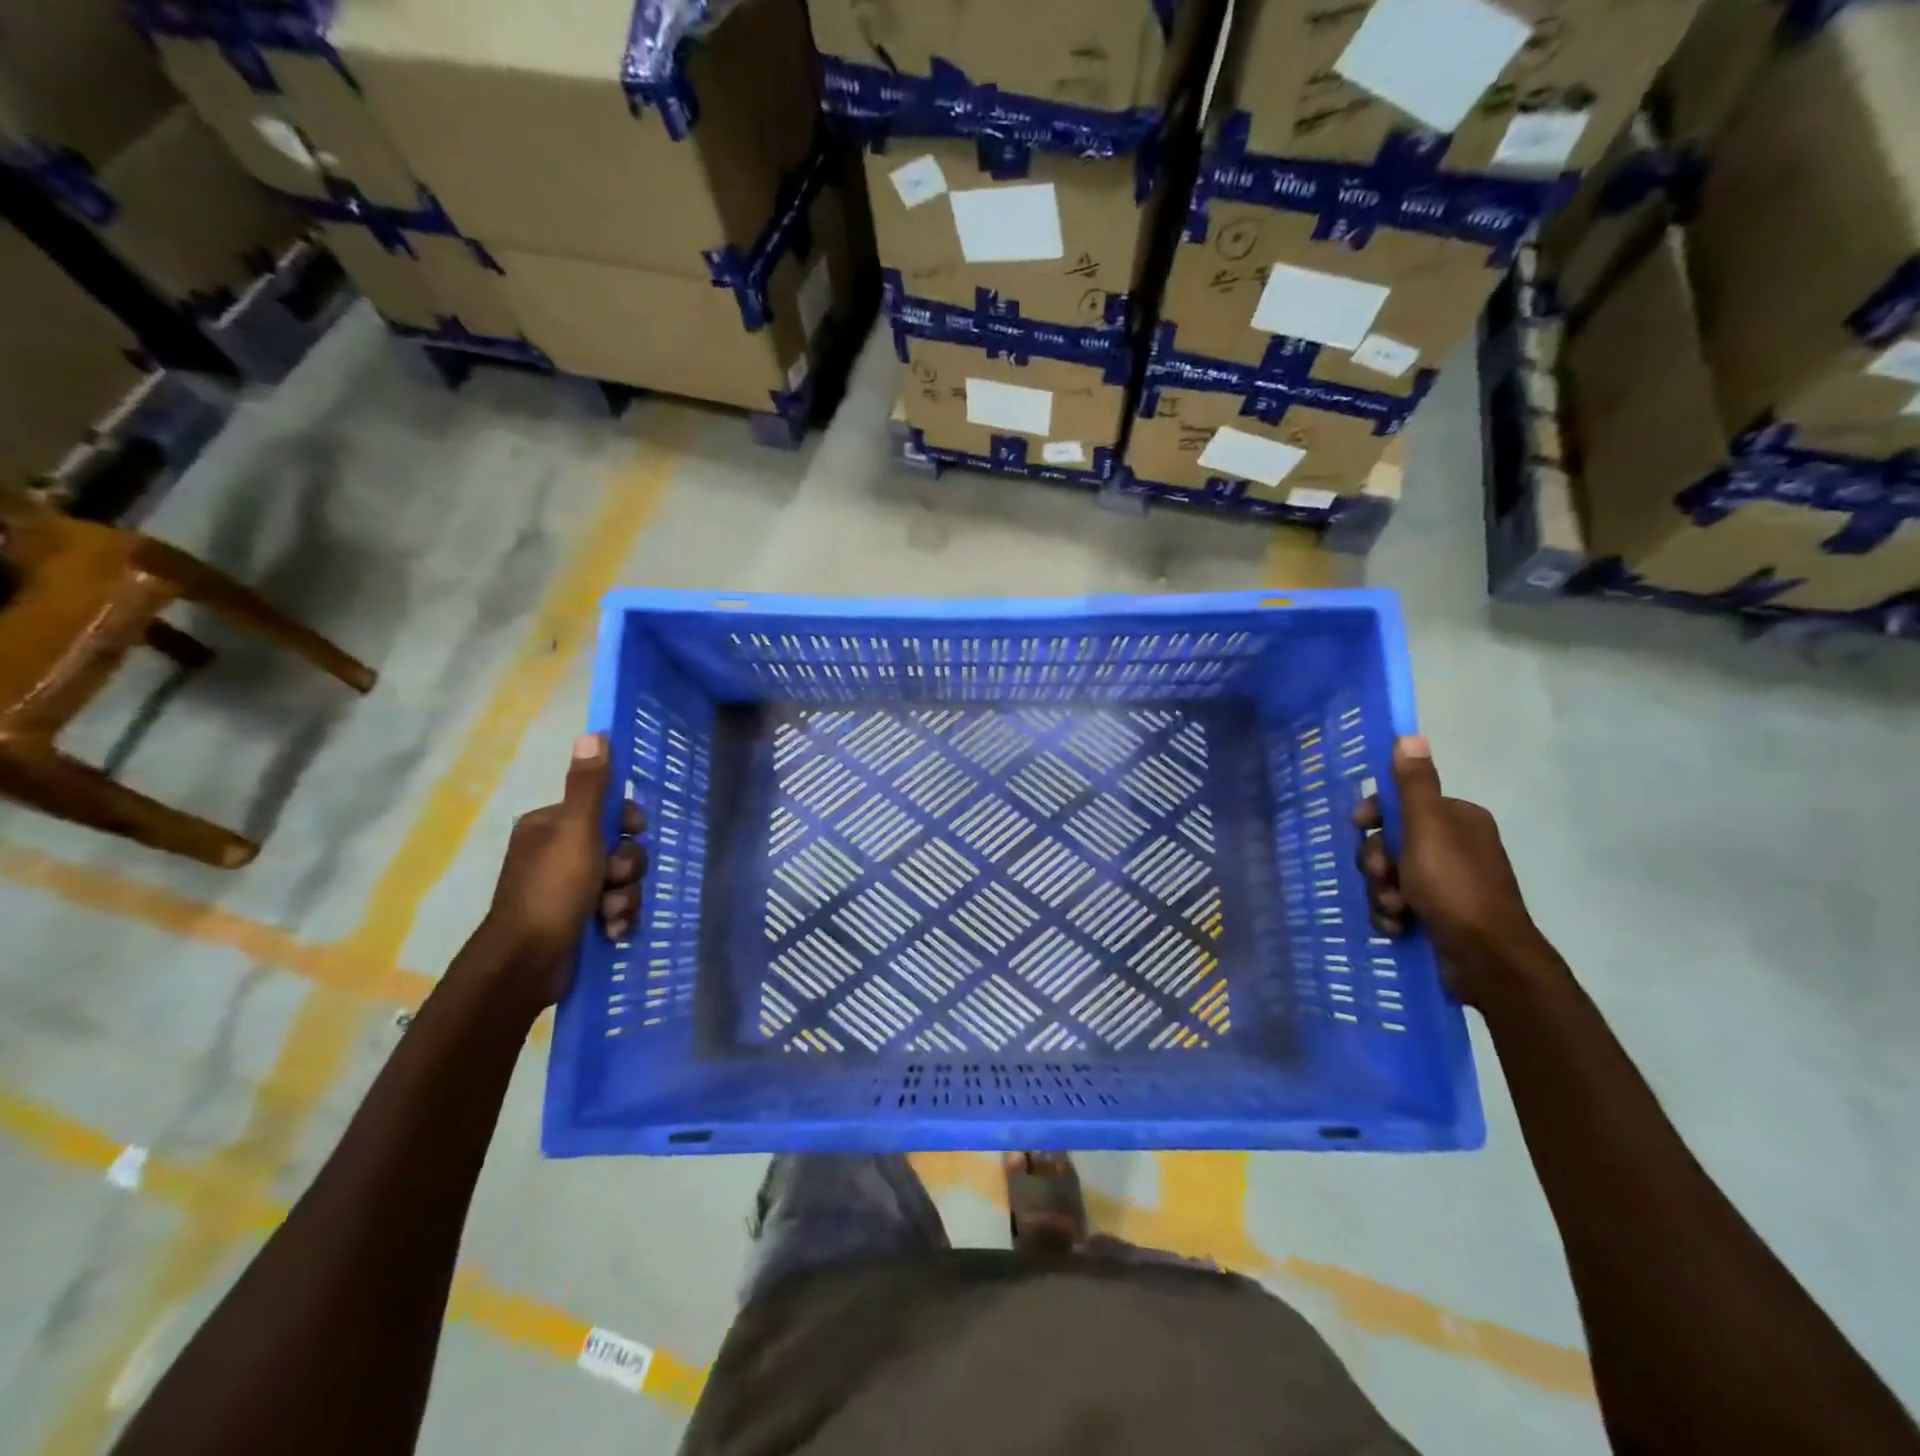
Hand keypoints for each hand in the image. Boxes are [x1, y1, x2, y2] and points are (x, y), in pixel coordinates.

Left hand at [481, 734, 646, 1010]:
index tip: (635, 831)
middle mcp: (559, 853)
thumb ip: (590, 786)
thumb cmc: (553, 889)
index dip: (627, 822)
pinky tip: (609, 931)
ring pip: (622, 880)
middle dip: (626, 868)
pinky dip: (617, 918)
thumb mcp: (576, 830)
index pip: (606, 809)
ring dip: (624, 898)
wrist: (527, 962)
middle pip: (620, 846)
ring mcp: (568, 888)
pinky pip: (616, 907)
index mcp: (552, 826)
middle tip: (614, 881)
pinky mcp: (578, 919)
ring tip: (609, 915)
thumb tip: (594, 734)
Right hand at [1354, 735, 1541, 1005]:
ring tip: (1394, 911)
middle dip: (1377, 863)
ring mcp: (1446, 883)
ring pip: (1388, 876)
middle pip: (1388, 842)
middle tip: (1383, 878)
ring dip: (1381, 893)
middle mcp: (1453, 846)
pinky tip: (1397, 927)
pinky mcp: (1439, 914)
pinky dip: (1391, 915)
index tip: (1359, 827)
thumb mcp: (1427, 829)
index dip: (1374, 816)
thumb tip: (1410, 735)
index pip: (1400, 803)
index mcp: (1456, 819)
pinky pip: (1397, 904)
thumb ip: (1414, 785)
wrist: (1487, 959)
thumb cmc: (1454, 886)